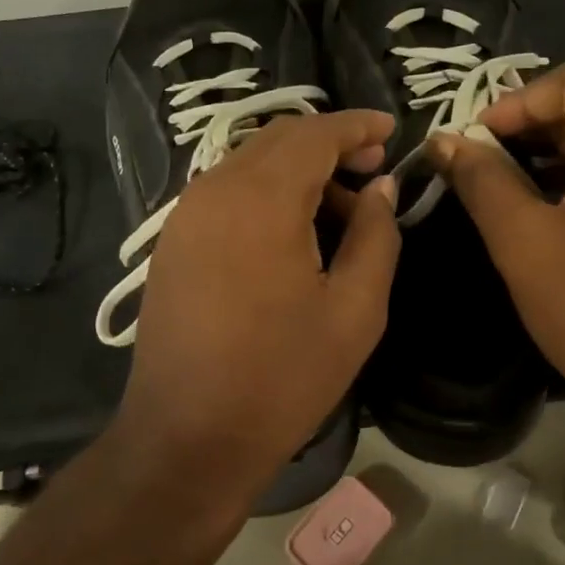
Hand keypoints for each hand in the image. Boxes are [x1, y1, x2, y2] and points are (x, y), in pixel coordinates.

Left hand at [113, 110, 400, 492]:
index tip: (392, 132)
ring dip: (298, 170)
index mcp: (261, 199)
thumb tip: (380, 188)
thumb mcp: (355, 310)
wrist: (187, 437)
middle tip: (373, 170)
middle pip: (279, 139)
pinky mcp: (172, 242)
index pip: (314, 133)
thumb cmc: (282, 377)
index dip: (357, 126)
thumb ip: (376, 235)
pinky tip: (293, 231)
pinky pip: (226, 192)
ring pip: (250, 163)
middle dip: (330, 143)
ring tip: (340, 208)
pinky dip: (266, 192)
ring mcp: (185, 216)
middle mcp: (214, 191)